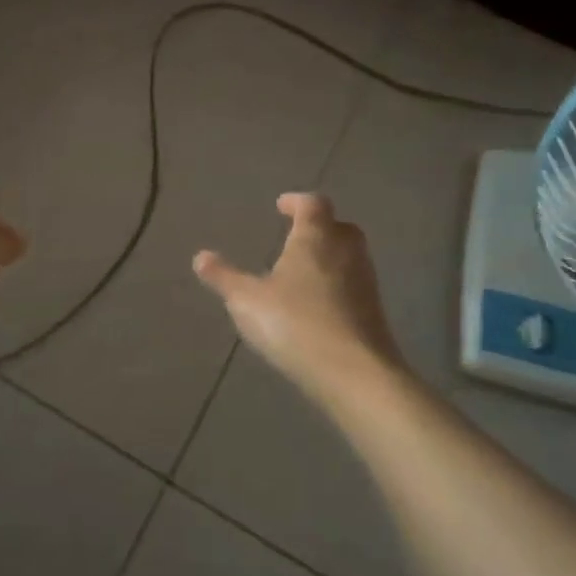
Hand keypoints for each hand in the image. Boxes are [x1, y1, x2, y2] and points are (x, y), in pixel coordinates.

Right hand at [194, 194, 406, 403]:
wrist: (355, 374)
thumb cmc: (295, 324)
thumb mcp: (247, 301)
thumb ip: (224, 278)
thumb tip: (200, 257)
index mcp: (315, 238)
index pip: (312, 204)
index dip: (296, 201)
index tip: (281, 206)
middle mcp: (346, 252)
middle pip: (338, 227)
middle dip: (318, 227)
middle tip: (296, 237)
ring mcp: (365, 282)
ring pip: (350, 257)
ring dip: (329, 257)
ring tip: (302, 272)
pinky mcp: (374, 313)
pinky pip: (354, 286)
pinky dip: (337, 286)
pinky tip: (318, 306)